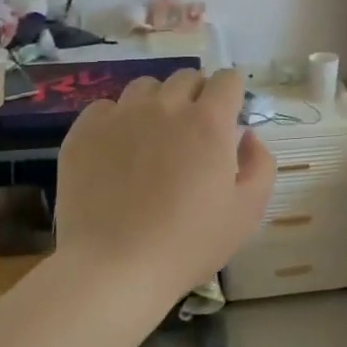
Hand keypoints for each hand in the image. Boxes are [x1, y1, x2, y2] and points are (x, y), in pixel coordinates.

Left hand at [55, 68, 275, 309]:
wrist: (114, 269)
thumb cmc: (188, 244)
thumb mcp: (248, 211)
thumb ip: (261, 164)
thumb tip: (247, 135)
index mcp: (208, 121)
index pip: (227, 79)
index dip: (232, 94)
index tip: (228, 117)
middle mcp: (166, 106)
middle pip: (187, 77)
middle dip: (197, 96)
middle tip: (192, 134)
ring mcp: (121, 115)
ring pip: (146, 87)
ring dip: (157, 103)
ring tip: (153, 138)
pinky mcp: (85, 132)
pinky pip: (105, 107)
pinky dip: (117, 120)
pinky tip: (117, 151)